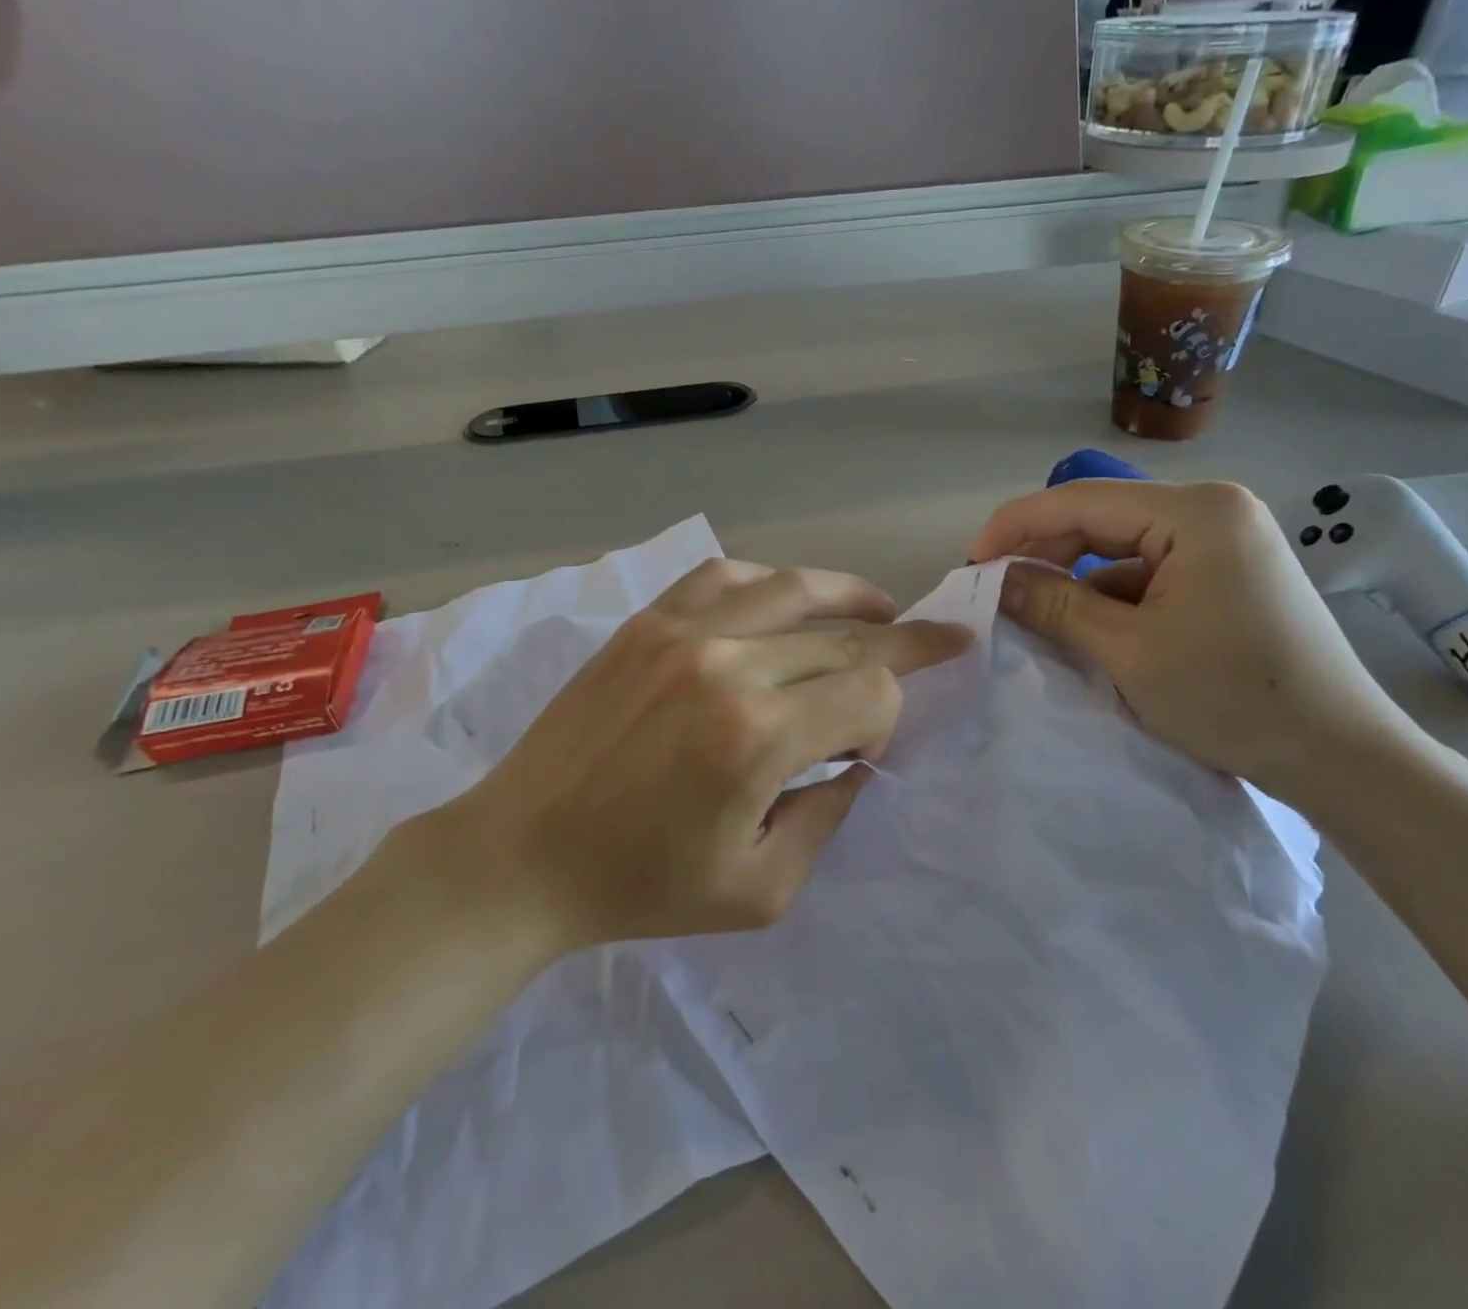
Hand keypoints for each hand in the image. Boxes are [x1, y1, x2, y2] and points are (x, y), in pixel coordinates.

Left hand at [428, 559, 970, 952]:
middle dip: (903, 646)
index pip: (870, 694)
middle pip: (846, 640)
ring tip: (884, 610)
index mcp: (756, 738)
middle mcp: (727, 665)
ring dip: (854, 597)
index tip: (866, 749)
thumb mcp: (764, 889)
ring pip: (797, 589)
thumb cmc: (642, 887)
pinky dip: (776, 584)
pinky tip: (791, 602)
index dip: (888, 718)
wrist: (523, 855)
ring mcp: (681, 631)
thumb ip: (829, 814)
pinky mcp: (647, 621)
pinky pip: (729, 576)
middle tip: (943, 640)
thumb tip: (856, 754)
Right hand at [968, 480, 1425, 807]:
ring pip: (1124, 546)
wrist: (1339, 754)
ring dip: (1076, 577)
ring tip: (1033, 611)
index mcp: (1196, 512)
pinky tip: (1088, 626)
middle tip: (995, 589)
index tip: (971, 565)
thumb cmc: (1232, 698)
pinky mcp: (1228, 571)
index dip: (1016, 527)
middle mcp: (1213, 509)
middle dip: (1044, 551)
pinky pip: (1150, 570)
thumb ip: (1054, 604)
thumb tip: (994, 579)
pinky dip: (1112, 594)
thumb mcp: (1128, 652)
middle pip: (1102, 517)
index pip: (1081, 499)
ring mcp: (1226, 539)